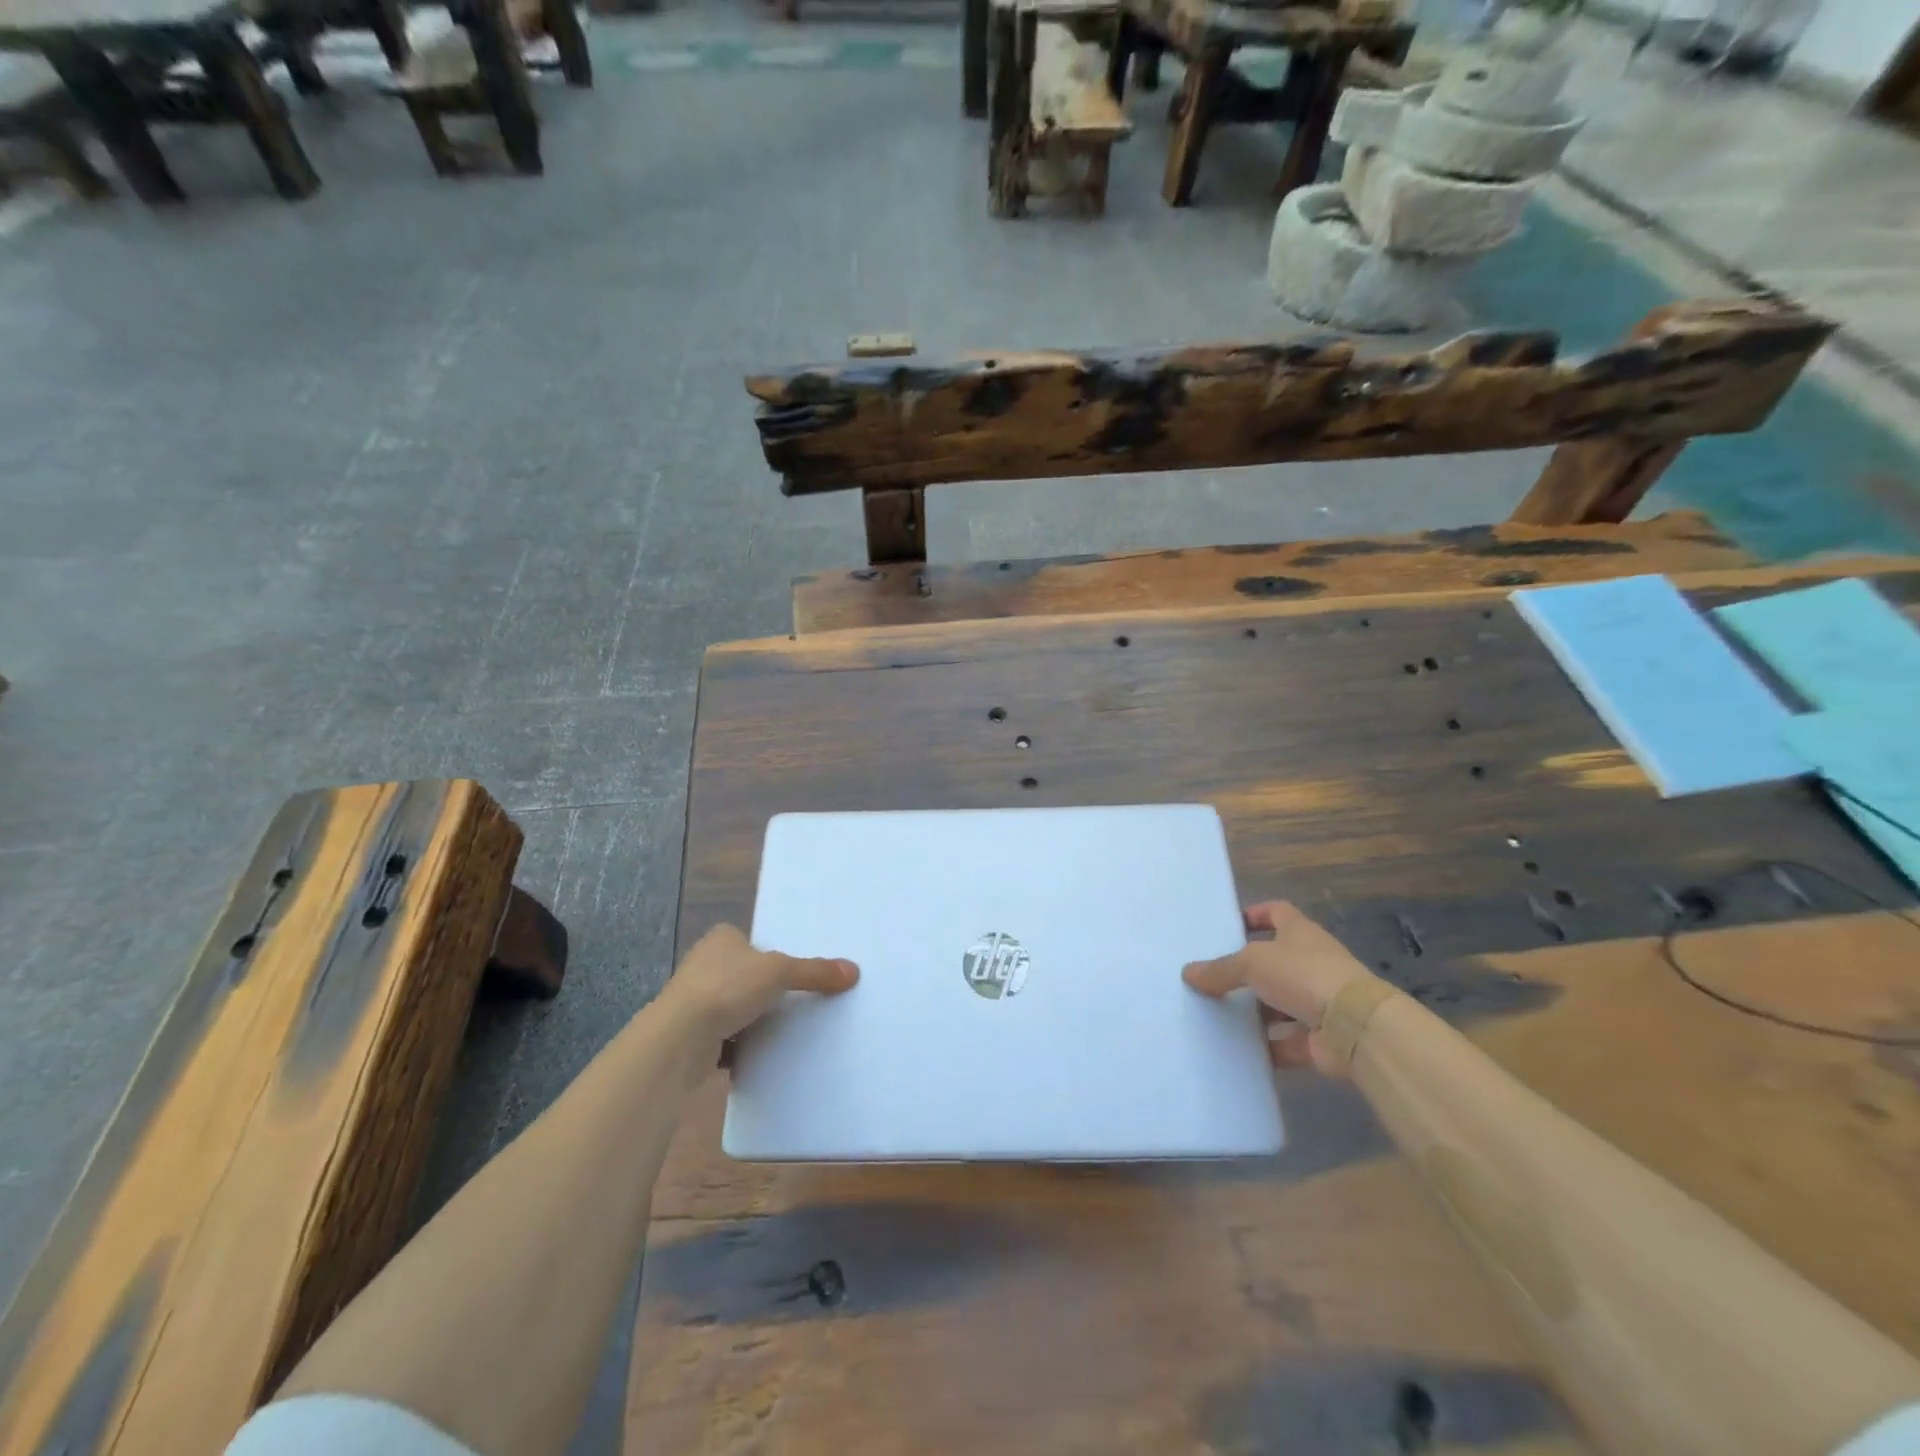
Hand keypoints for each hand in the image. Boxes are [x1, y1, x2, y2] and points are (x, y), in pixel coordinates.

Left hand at [656, 924, 858, 1048]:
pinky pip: (723, 1034)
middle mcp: (703, 963)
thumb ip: (814, 972)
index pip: (750, 940)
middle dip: (762, 986)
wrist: (679, 1038)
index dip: (769, 952)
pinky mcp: (689, 1033)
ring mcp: (693, 999)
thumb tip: (853, 972)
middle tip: (795, 998)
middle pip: (743, 972)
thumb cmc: (727, 988)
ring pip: (732, 1004)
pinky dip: (739, 1042)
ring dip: (750, 1016)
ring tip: (783, 1027)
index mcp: (721, 939)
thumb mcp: (780, 972)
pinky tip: (759, 1051)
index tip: (791, 969)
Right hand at [1182, 902, 1377, 1074]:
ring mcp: (1320, 1002)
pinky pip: (1287, 1042)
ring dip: (1255, 1012)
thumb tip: (1188, 973)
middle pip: (1275, 963)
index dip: (1255, 915)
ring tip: (1218, 1017)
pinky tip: (1239, 1052)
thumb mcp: (1252, 963)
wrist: (1356, 1027)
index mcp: (1300, 934)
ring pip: (1280, 1004)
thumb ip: (1220, 969)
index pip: (1277, 913)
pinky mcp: (1321, 1039)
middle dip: (1247, 972)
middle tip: (1213, 979)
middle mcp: (1312, 964)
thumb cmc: (1303, 975)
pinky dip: (1268, 1048)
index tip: (1230, 926)